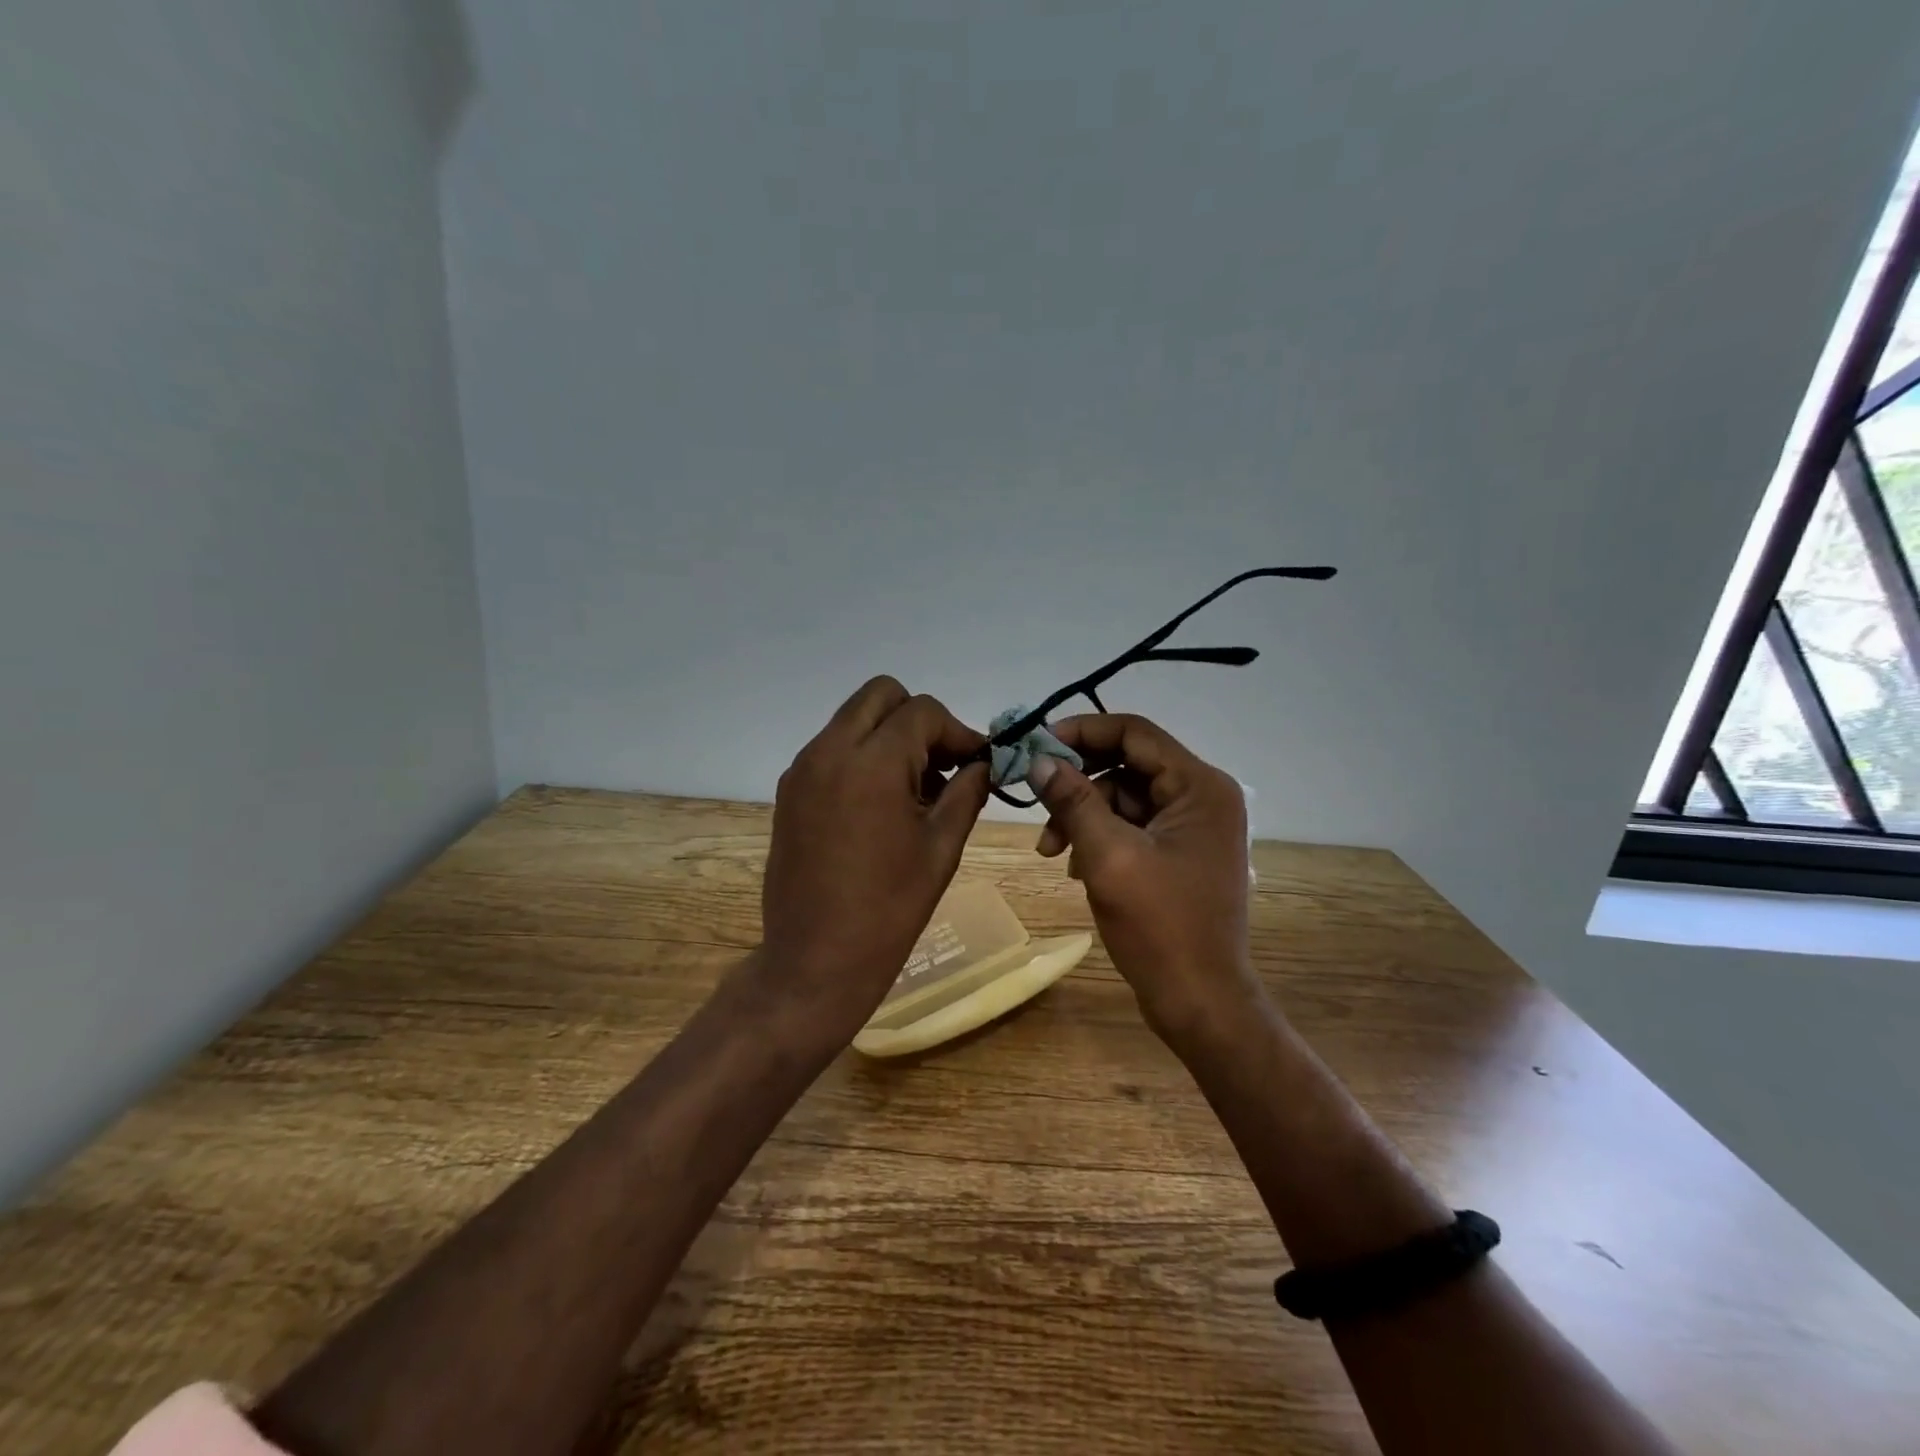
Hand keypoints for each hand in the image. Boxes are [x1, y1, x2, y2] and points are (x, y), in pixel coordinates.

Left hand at [758, 676, 990, 1041]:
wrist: (815, 961)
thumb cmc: (889, 909)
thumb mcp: (942, 847)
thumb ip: (967, 791)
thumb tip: (984, 763)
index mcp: (872, 762)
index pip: (922, 711)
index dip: (958, 731)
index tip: (977, 763)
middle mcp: (829, 751)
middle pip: (881, 695)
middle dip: (919, 720)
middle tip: (942, 765)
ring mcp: (803, 769)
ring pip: (853, 719)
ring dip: (889, 736)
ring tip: (915, 790)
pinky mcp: (790, 791)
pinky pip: (832, 748)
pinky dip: (862, 757)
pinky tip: (881, 805)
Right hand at [1027, 714, 1262, 1042]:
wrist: (1200, 1001)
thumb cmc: (1160, 927)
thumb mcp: (1108, 856)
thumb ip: (1073, 800)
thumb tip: (1038, 759)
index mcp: (1199, 786)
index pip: (1133, 732)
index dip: (1081, 732)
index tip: (1035, 746)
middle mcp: (1202, 796)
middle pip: (1126, 764)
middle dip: (1077, 783)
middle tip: (1036, 802)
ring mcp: (1193, 826)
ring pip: (1124, 797)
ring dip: (1083, 815)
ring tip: (1051, 850)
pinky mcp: (1180, 851)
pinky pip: (1132, 825)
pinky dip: (1099, 837)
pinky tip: (1075, 866)